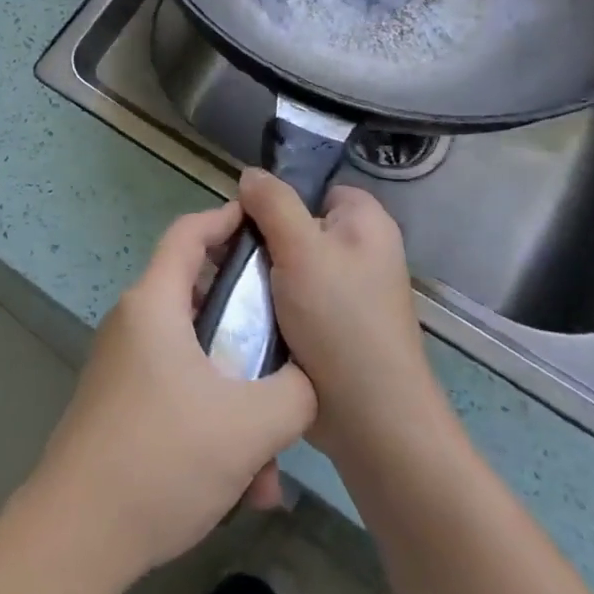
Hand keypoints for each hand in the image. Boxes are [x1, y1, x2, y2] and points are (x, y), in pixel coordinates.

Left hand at [29, 201, 317, 586]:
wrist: (76, 535)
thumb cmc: (162, 457)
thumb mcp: (250, 425)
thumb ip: (295, 392)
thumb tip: (307, 381)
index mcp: (154, 303)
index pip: (188, 233)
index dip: (226, 218)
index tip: (265, 224)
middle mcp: (134, 323)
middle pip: (200, 299)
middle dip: (249, 329)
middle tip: (289, 351)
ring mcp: (123, 366)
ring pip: (196, 360)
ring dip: (238, 398)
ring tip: (270, 461)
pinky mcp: (120, 406)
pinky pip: (178, 394)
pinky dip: (213, 423)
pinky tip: (242, 487)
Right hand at [241, 169, 447, 467]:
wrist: (369, 419)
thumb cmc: (341, 320)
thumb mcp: (302, 249)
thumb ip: (273, 204)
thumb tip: (249, 174)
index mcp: (365, 223)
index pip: (315, 189)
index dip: (279, 200)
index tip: (246, 221)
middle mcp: (359, 252)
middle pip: (294, 227)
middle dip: (260, 242)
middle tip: (227, 258)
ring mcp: (343, 293)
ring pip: (285, 267)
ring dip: (257, 278)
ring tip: (223, 288)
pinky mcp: (327, 328)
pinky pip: (287, 300)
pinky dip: (265, 306)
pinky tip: (239, 315)